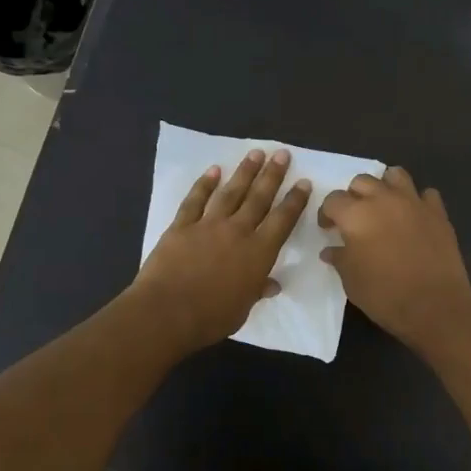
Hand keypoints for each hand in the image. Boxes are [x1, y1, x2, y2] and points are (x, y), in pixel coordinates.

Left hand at [130, 149, 311, 354]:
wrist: (167, 312)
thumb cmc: (211, 317)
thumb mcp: (243, 309)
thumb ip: (257, 291)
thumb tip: (271, 284)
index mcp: (258, 253)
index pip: (282, 220)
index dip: (295, 201)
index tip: (303, 182)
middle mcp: (237, 231)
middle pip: (259, 198)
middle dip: (272, 175)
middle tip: (282, 153)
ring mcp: (208, 225)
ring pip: (231, 192)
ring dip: (244, 172)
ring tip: (256, 153)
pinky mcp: (181, 226)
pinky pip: (195, 200)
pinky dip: (204, 184)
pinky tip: (213, 170)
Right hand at [318, 166, 470, 347]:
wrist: (434, 304)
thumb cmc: (384, 294)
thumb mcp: (351, 281)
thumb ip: (340, 258)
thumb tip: (331, 250)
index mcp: (356, 215)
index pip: (333, 200)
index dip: (327, 213)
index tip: (328, 229)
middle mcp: (383, 199)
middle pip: (362, 181)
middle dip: (354, 196)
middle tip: (356, 218)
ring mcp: (413, 202)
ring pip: (395, 175)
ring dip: (386, 186)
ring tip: (385, 206)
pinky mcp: (438, 212)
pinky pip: (426, 194)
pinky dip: (417, 201)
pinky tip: (414, 217)